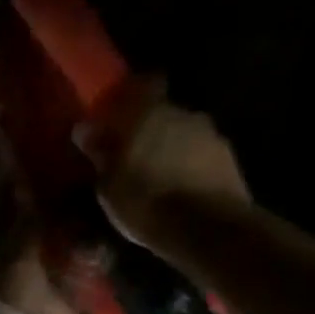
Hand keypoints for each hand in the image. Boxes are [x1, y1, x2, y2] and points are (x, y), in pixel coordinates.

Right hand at [77, 96, 251, 257]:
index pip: (147, 84)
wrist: (205, 229)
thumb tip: (84, 128)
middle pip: (166, 113)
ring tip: (155, 178)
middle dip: (150, 129)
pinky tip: (177, 191)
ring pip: (185, 136)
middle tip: (132, 154)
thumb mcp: (108, 184)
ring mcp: (213, 137)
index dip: (135, 93)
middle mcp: (186, 115)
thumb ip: (100, 152)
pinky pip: (202, 157)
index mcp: (152, 114)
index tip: (121, 109)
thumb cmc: (146, 200)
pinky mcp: (230, 162)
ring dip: (171, 150)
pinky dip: (190, 168)